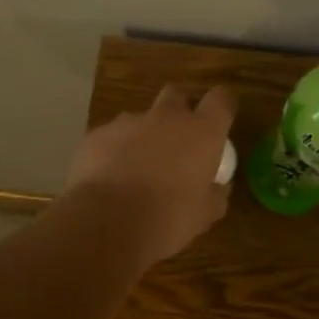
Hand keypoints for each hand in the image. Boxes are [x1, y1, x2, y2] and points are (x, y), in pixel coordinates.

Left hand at [63, 84, 237, 263]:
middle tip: (177, 142)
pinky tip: (109, 179)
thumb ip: (215, 195)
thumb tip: (217, 187)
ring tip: (137, 170)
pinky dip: (114, 152)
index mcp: (201, 132)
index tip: (219, 122)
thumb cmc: (167, 219)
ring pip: (140, 118)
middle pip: (176, 95)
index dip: (222, 106)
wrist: (106, 224)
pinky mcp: (97, 135)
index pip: (221, 99)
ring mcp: (128, 123)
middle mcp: (167, 118)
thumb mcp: (204, 216)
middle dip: (178, 112)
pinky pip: (111, 137)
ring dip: (144, 136)